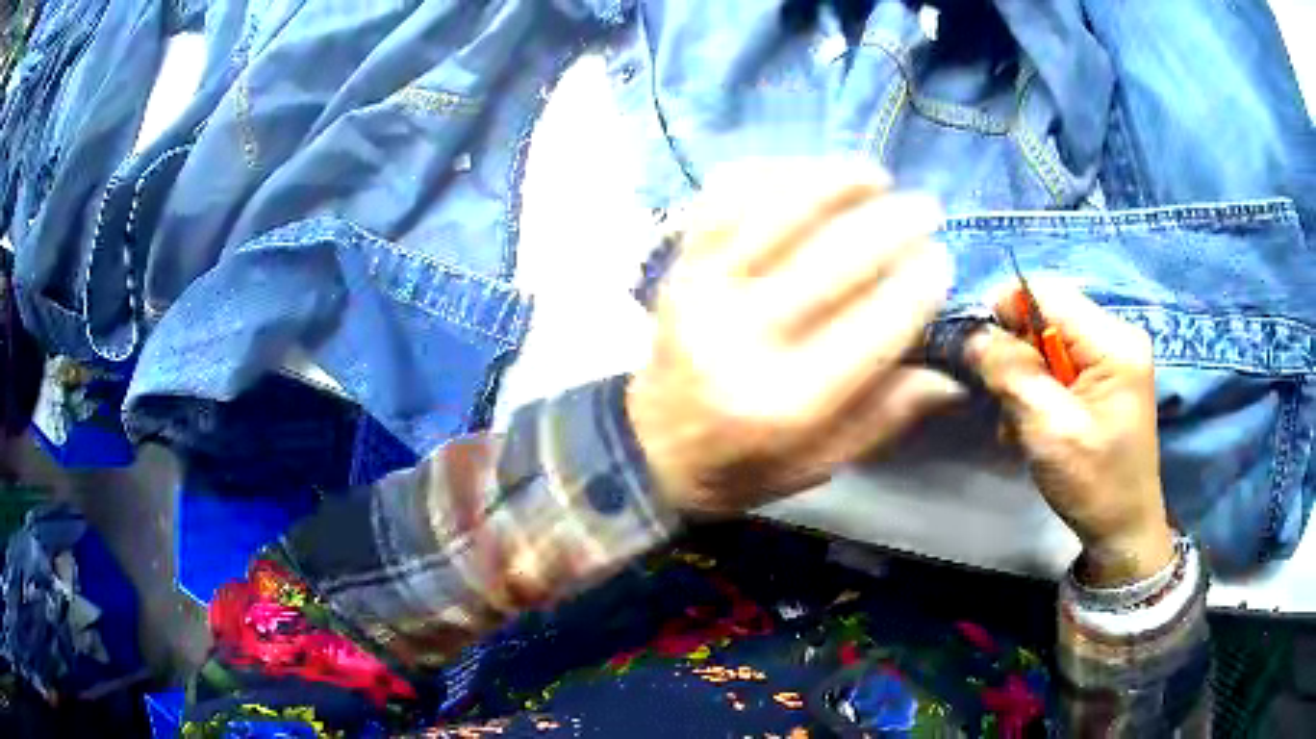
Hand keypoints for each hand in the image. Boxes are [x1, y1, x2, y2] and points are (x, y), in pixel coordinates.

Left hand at [626, 159, 963, 515]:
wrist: (651, 446)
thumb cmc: (743, 463)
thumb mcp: (820, 461)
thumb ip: (885, 417)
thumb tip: (952, 377)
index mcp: (783, 403)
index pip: (870, 329)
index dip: (915, 287)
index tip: (942, 259)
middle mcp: (739, 339)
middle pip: (830, 261)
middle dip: (890, 224)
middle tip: (925, 208)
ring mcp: (700, 292)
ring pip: (776, 212)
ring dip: (833, 181)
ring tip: (874, 174)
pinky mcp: (678, 266)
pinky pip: (722, 200)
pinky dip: (768, 174)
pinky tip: (805, 171)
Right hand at [965, 282, 1174, 585]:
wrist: (1123, 528)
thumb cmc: (1093, 483)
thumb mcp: (1048, 430)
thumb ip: (1011, 374)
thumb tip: (973, 335)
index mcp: (1113, 341)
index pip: (1046, 291)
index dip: (1006, 311)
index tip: (982, 354)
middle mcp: (1117, 335)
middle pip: (1047, 314)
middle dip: (1018, 354)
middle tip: (1007, 403)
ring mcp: (1114, 355)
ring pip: (1049, 339)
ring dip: (1026, 377)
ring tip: (1022, 422)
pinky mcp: (1107, 375)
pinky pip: (1061, 360)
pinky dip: (1040, 387)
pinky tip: (1038, 422)